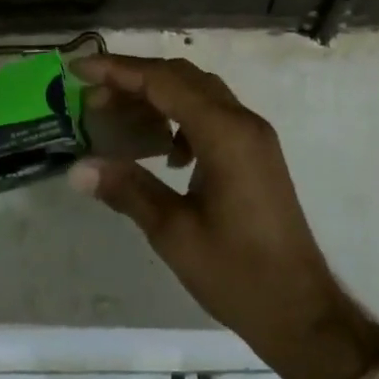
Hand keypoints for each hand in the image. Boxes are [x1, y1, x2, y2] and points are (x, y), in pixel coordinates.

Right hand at [67, 55, 378, 378]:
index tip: (79, 69)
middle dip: (134, 80)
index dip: (118, 71)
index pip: (164, 81)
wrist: (300, 309)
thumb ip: (127, 189)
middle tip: (92, 98)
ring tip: (119, 120)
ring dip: (158, 97)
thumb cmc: (236, 272)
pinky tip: (164, 152)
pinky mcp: (256, 153)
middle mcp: (243, 122)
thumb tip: (78, 168)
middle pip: (182, 78)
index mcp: (224, 133)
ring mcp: (254, 136)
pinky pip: (213, 116)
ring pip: (199, 94)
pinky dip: (181, 118)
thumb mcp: (173, 232)